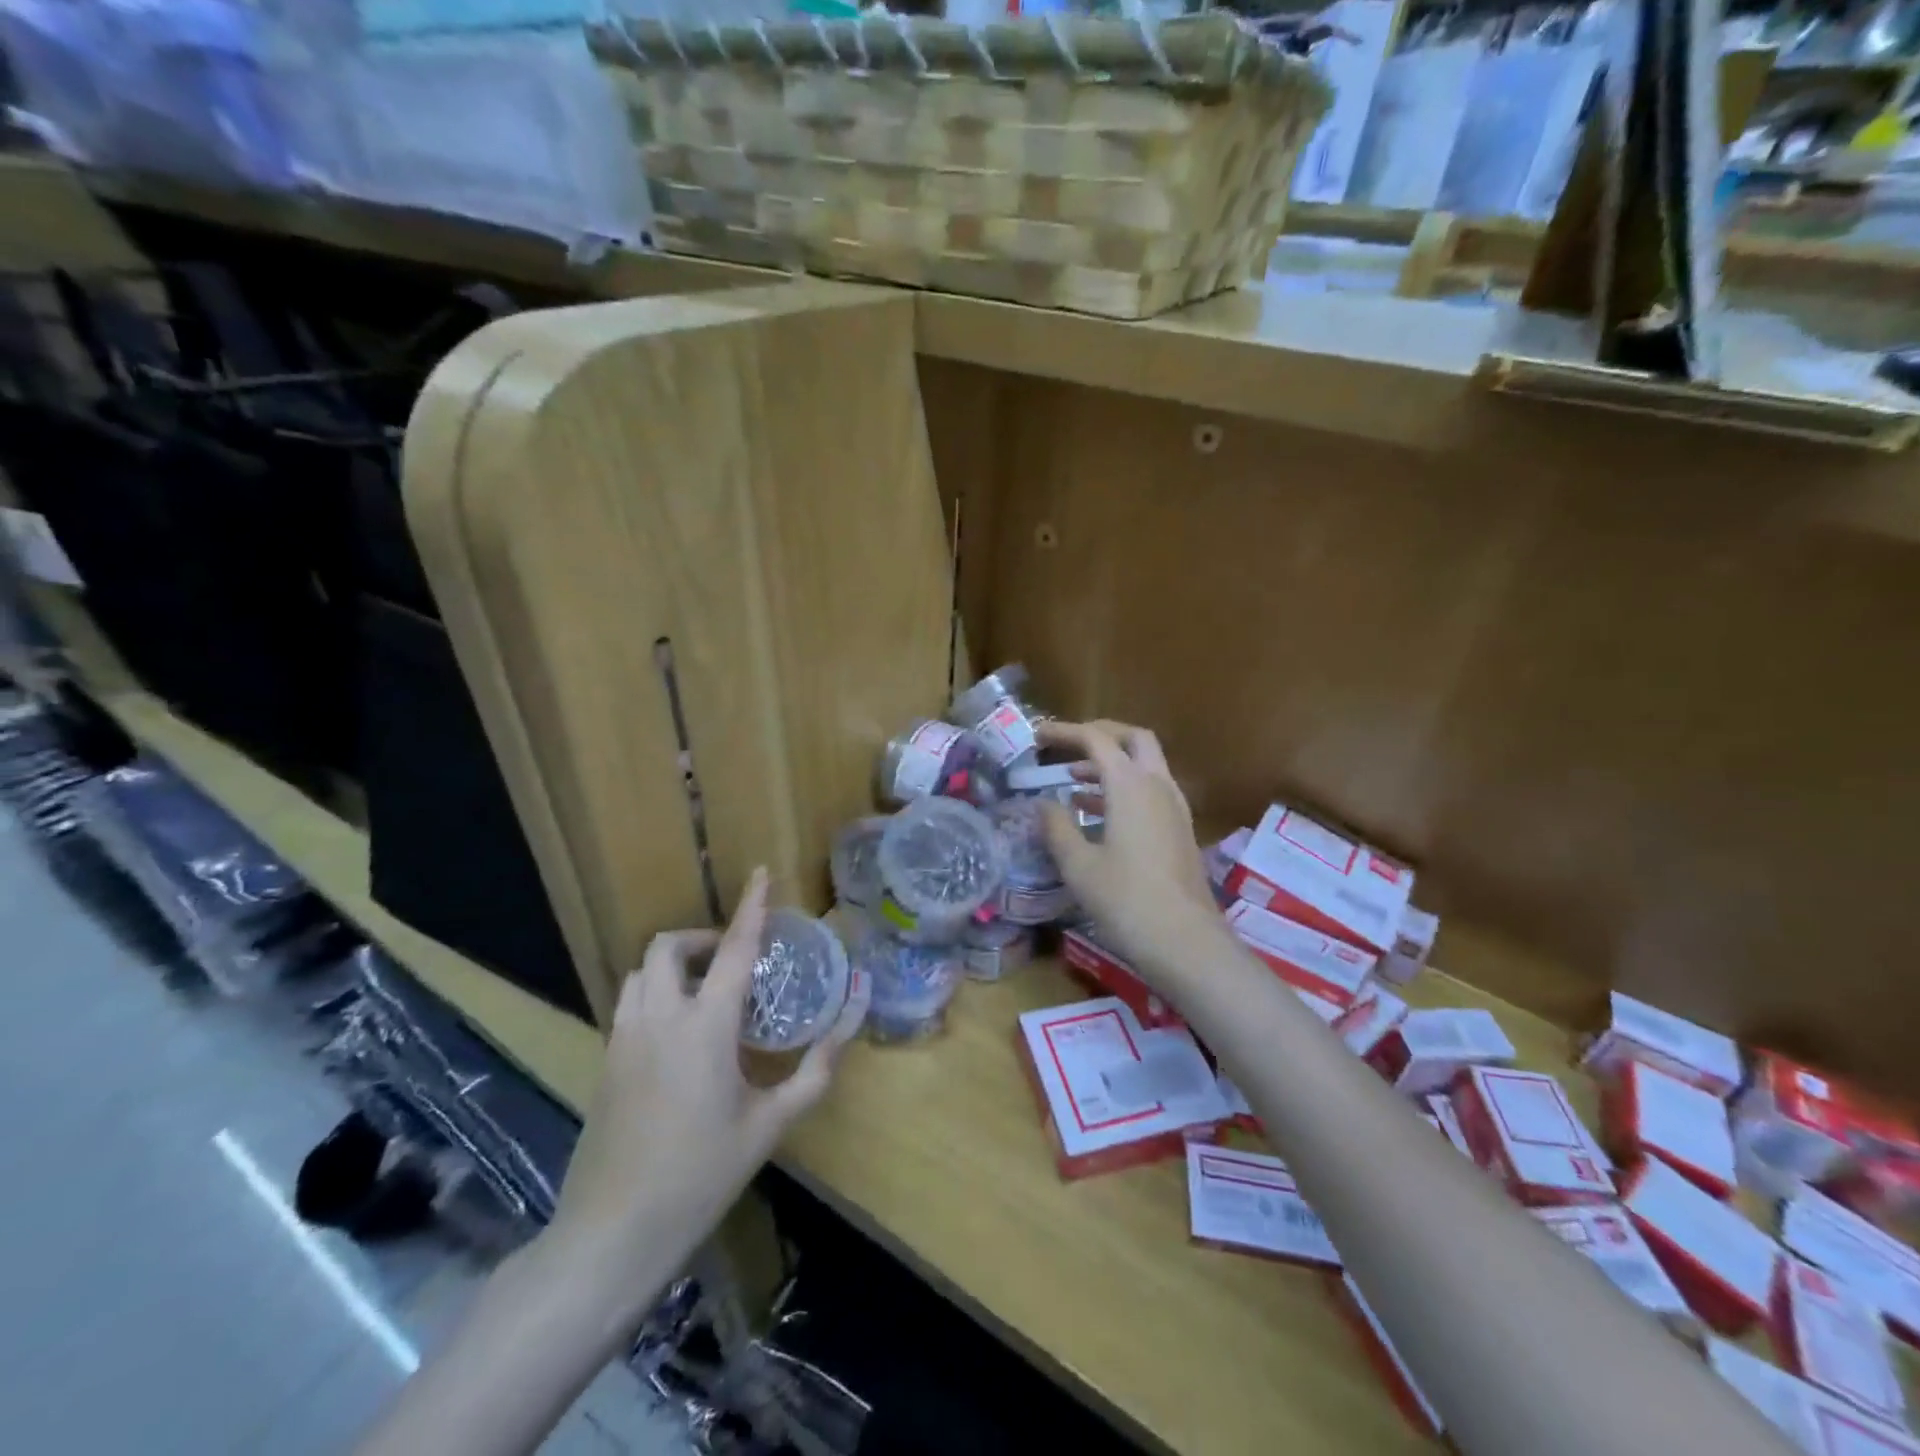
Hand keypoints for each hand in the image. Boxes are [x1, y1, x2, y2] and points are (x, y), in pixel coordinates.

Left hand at [544, 869, 844, 1309]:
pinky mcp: (604, 1063)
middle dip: (699, 939)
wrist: (611, 1235)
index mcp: (705, 1026)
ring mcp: (623, 1039)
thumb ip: (815, 1071)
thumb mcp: (770, 1125)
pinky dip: (653, 994)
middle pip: (667, 947)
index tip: (761, 874)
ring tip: (702, 992)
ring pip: (640, 973)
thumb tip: (850, 1023)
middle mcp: (659, 1018)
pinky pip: (628, 1004)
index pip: (733, 948)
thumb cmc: (701, 1175)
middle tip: (730, 961)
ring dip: (671, 965)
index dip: (752, 907)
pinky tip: (676, 1035)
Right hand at [1038, 720, 1230, 984]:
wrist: (1186, 942)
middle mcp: (1158, 786)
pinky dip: (1123, 789)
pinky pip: (1150, 791)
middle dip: (1100, 735)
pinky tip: (1097, 815)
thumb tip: (1044, 803)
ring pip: (1144, 766)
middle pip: (1133, 740)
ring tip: (1073, 782)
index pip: (1097, 739)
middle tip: (1068, 746)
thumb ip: (1057, 827)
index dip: (1065, 732)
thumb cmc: (1126, 900)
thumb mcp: (1078, 865)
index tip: (1037, 735)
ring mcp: (1174, 808)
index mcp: (1131, 785)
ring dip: (1111, 765)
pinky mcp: (1180, 830)